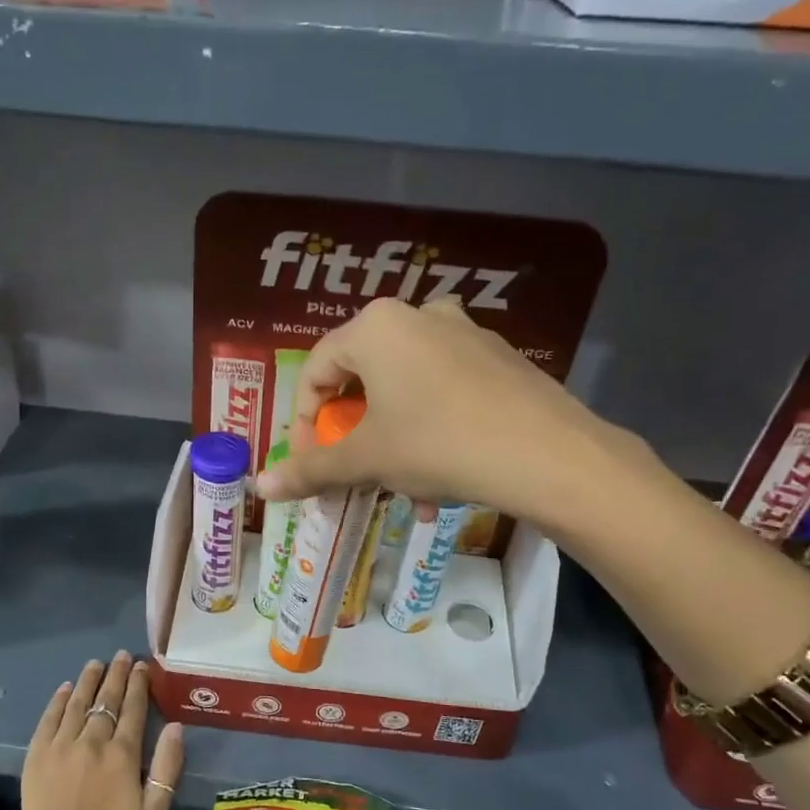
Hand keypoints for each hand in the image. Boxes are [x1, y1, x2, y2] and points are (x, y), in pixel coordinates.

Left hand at [19, 652, 183, 809]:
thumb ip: (168, 767)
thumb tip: (177, 727)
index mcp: (122, 754)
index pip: (133, 708)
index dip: (138, 684)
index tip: (142, 666)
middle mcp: (91, 742)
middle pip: (106, 700)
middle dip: (116, 675)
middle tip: (121, 656)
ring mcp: (60, 747)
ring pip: (77, 703)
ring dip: (88, 681)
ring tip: (96, 663)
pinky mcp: (37, 757)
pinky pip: (48, 719)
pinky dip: (58, 701)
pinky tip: (66, 689)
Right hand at [253, 297, 640, 532]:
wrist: (550, 456)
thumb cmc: (439, 444)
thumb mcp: (367, 459)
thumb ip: (311, 469)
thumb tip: (259, 486)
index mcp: (376, 327)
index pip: (316, 372)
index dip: (303, 424)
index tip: (310, 466)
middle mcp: (418, 316)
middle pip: (361, 382)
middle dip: (352, 439)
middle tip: (352, 478)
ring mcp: (464, 334)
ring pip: (404, 393)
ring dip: (392, 445)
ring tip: (402, 493)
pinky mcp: (498, 359)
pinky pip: (443, 394)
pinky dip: (430, 434)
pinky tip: (442, 482)